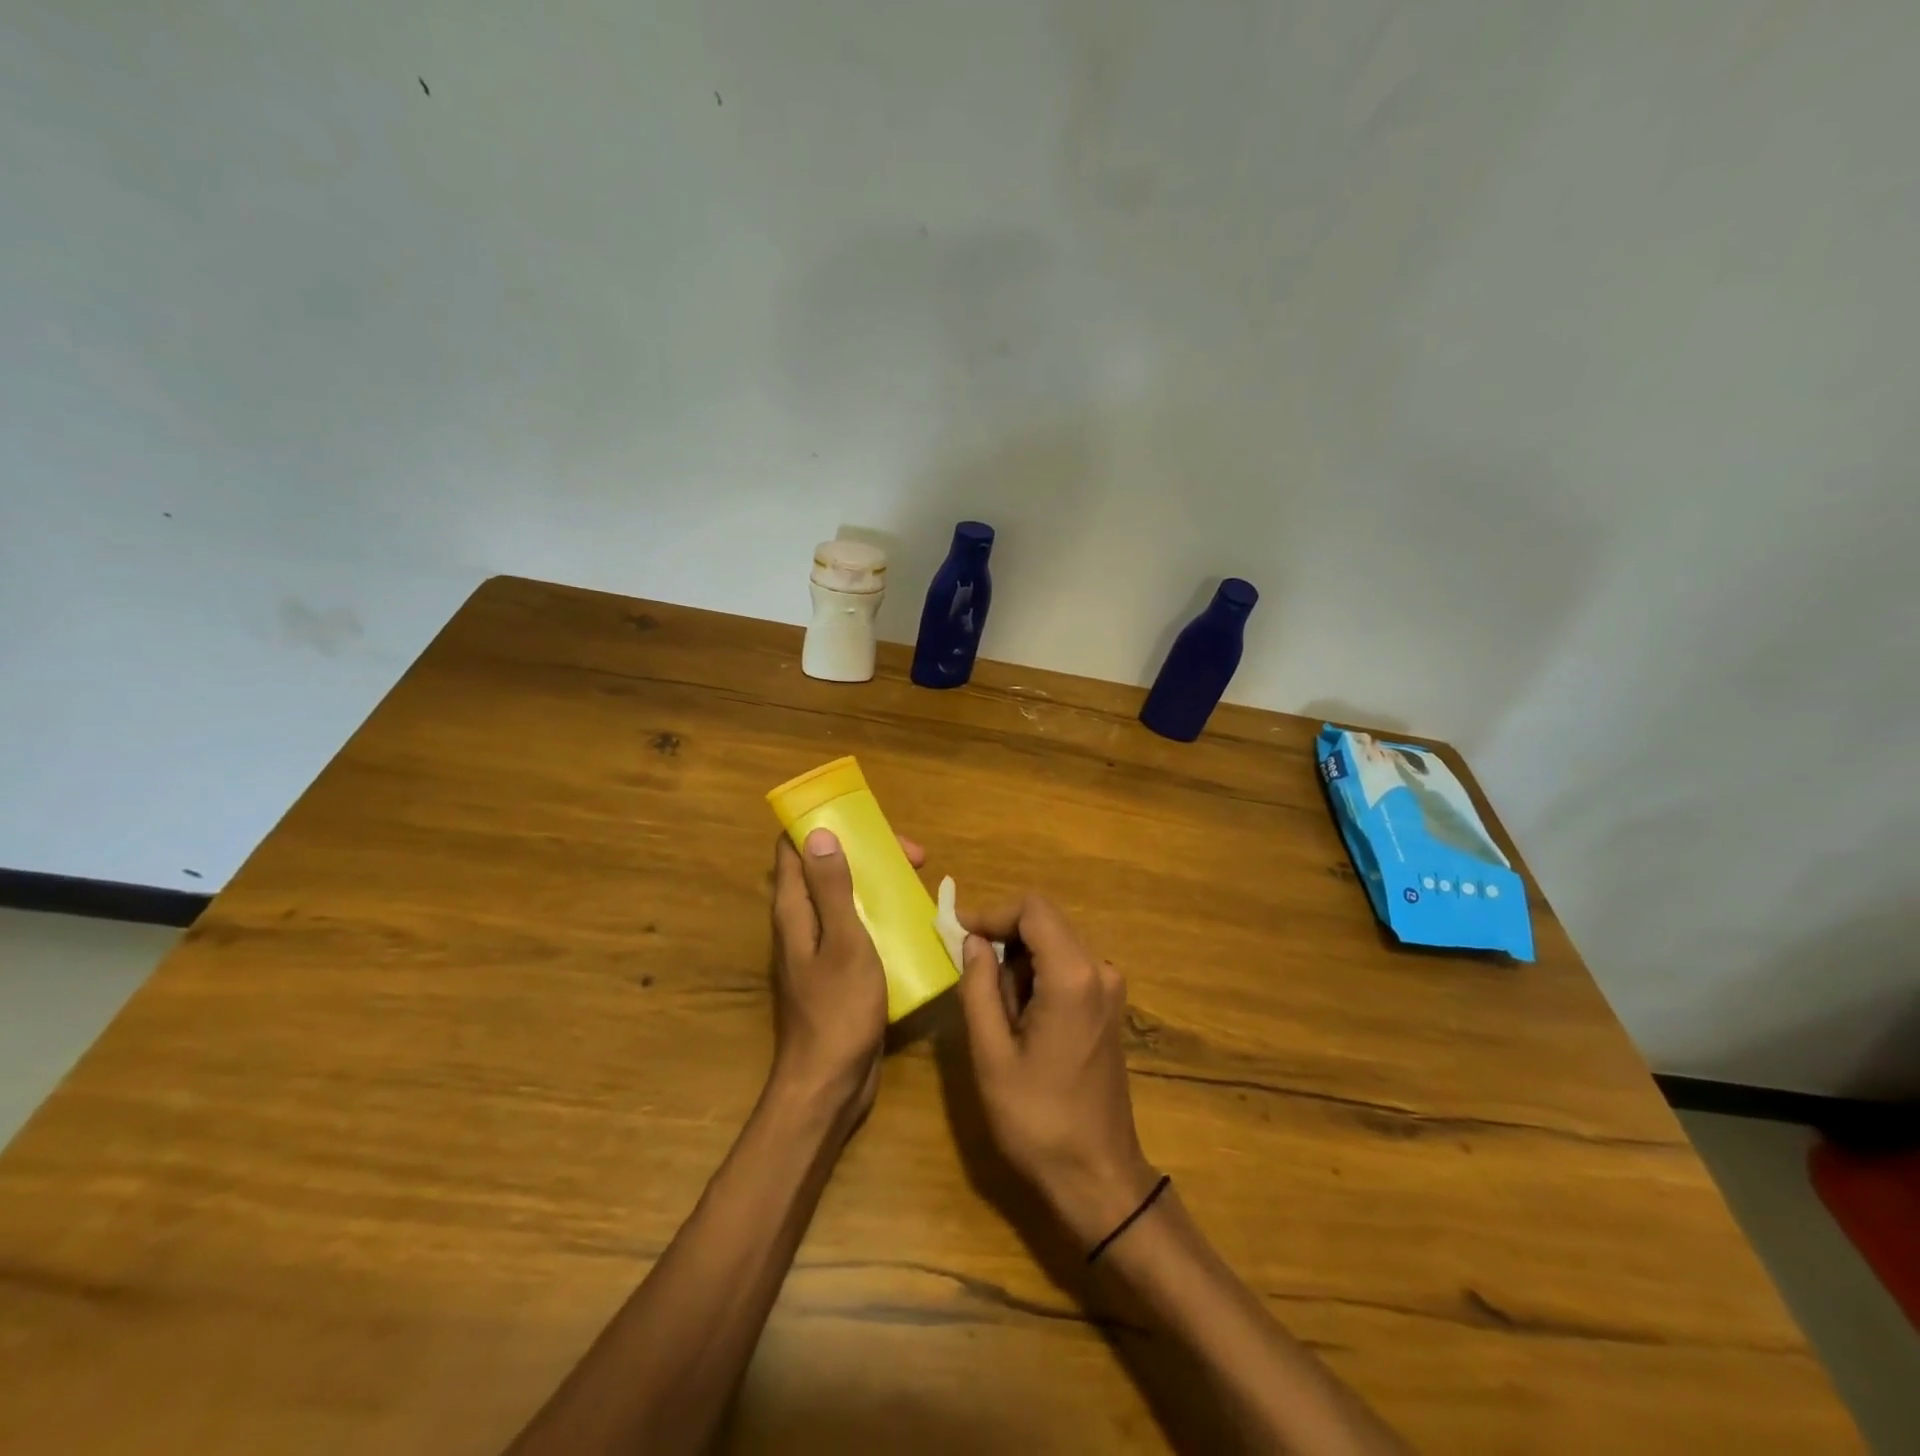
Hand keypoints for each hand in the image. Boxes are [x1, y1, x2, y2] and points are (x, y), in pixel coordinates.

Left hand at [768, 828, 923, 1124]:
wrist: (830, 1083)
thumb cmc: (838, 1009)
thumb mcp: (844, 942)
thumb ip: (832, 888)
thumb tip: (818, 833)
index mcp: (794, 911)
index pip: (793, 849)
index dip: (825, 826)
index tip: (865, 821)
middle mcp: (801, 924)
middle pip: (827, 869)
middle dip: (867, 853)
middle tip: (914, 856)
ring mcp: (819, 948)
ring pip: (846, 898)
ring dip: (878, 883)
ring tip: (919, 883)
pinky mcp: (838, 971)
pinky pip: (857, 928)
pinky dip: (881, 915)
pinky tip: (913, 923)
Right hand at [956, 896, 1159, 1247]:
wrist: (1097, 1175)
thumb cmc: (1038, 1119)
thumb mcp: (992, 1054)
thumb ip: (979, 987)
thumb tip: (973, 941)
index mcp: (1073, 976)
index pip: (1032, 909)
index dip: (992, 913)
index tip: (957, 933)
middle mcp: (1098, 969)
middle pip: (1045, 922)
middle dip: (1003, 938)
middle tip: (969, 974)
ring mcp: (1109, 987)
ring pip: (1054, 944)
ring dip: (1019, 961)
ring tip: (996, 1010)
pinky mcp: (1109, 1005)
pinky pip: (1067, 967)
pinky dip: (1038, 976)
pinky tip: (1020, 1018)